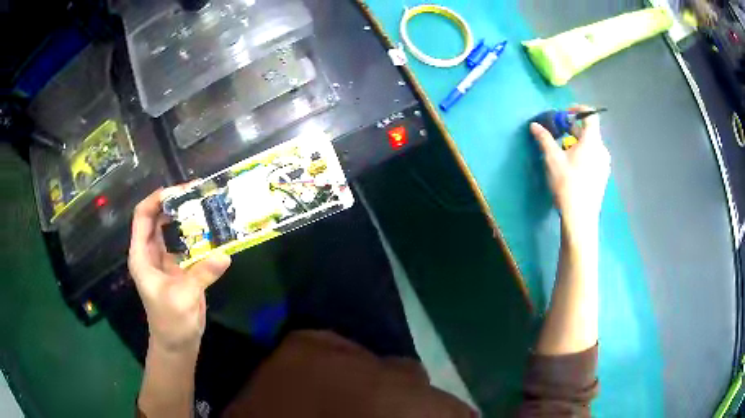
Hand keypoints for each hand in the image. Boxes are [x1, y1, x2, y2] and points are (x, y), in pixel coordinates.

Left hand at [128, 186, 230, 352]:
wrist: (177, 343)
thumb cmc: (170, 322)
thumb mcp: (183, 298)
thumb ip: (201, 275)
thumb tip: (225, 254)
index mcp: (142, 255)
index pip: (143, 216)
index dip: (157, 199)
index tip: (179, 191)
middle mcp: (151, 252)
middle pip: (158, 217)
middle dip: (174, 202)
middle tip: (197, 192)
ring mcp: (165, 258)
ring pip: (172, 228)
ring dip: (186, 215)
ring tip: (206, 203)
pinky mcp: (179, 266)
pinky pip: (186, 243)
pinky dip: (196, 233)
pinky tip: (211, 228)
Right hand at [530, 106, 610, 234]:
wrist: (580, 217)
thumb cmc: (567, 184)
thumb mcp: (553, 159)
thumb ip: (544, 139)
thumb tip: (534, 125)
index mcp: (592, 141)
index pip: (590, 115)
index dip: (577, 110)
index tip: (564, 114)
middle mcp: (602, 150)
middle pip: (589, 131)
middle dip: (572, 128)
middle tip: (557, 133)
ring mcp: (604, 164)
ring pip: (591, 146)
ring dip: (577, 142)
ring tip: (563, 151)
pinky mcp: (603, 176)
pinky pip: (593, 157)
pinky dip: (583, 154)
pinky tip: (572, 167)